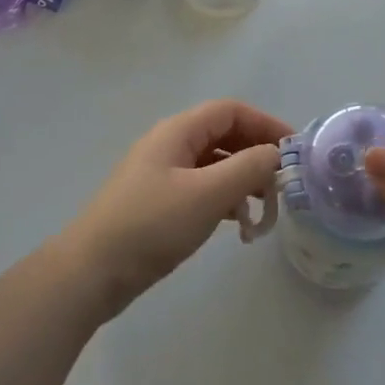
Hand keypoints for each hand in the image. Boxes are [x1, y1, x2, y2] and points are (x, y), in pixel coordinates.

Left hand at [62, 99, 289, 319]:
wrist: (91, 273)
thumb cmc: (151, 225)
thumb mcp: (207, 195)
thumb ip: (247, 168)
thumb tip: (275, 154)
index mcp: (177, 132)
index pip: (230, 111)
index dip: (265, 124)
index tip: (293, 150)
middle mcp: (169, 146)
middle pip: (223, 136)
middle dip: (256, 155)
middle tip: (282, 184)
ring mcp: (161, 175)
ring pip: (213, 165)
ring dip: (242, 181)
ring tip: (264, 211)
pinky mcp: (158, 203)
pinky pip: (201, 189)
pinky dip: (224, 200)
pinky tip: (238, 226)